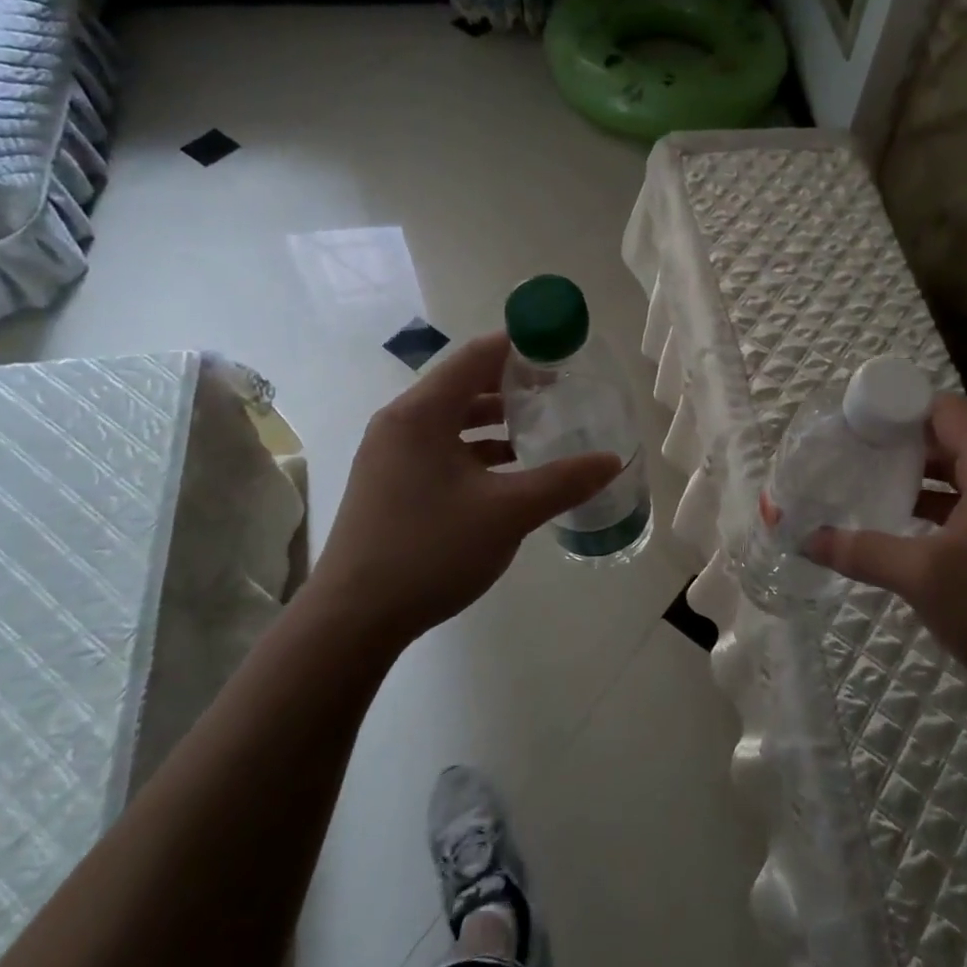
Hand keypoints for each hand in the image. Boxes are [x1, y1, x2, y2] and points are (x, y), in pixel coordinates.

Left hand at [305, 332, 620, 644]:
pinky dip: (477, 450)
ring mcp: (391, 454)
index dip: (522, 347)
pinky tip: (509, 473)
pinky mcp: (391, 483)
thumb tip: (613, 461)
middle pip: (465, 384)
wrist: (353, 619)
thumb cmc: (430, 551)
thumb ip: (563, 481)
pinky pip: (442, 448)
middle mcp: (401, 423)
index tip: (563, 352)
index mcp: (422, 413)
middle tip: (561, 392)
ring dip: (496, 420)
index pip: (477, 356)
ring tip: (541, 430)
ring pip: (453, 420)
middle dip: (514, 385)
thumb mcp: (508, 513)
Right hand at [806, 395, 966, 708]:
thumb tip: (805, 540)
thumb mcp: (924, 577)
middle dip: (902, 443)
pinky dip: (935, 506)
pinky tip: (900, 524)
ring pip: (959, 475)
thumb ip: (862, 552)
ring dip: (917, 477)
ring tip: (867, 483)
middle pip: (951, 439)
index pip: (946, 411)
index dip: (901, 409)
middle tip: (853, 452)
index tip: (858, 423)